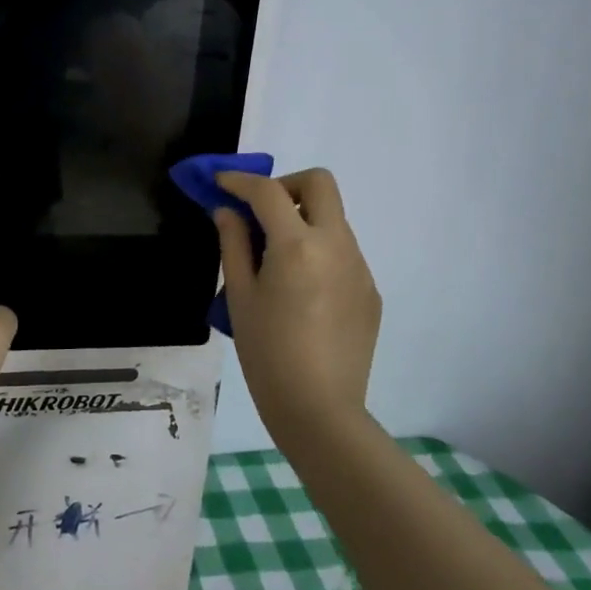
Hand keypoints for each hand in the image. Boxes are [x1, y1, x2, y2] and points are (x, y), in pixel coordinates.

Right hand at [214, 168, 381, 441]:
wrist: (320, 409)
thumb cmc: (267, 352)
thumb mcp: (240, 295)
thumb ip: (233, 243)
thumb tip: (228, 211)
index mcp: (298, 245)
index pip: (268, 191)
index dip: (240, 180)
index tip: (221, 182)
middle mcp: (337, 245)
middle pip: (319, 184)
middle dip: (286, 186)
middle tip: (259, 211)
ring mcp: (360, 268)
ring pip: (333, 219)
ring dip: (302, 220)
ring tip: (275, 260)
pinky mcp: (370, 291)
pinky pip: (343, 253)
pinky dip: (318, 251)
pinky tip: (301, 292)